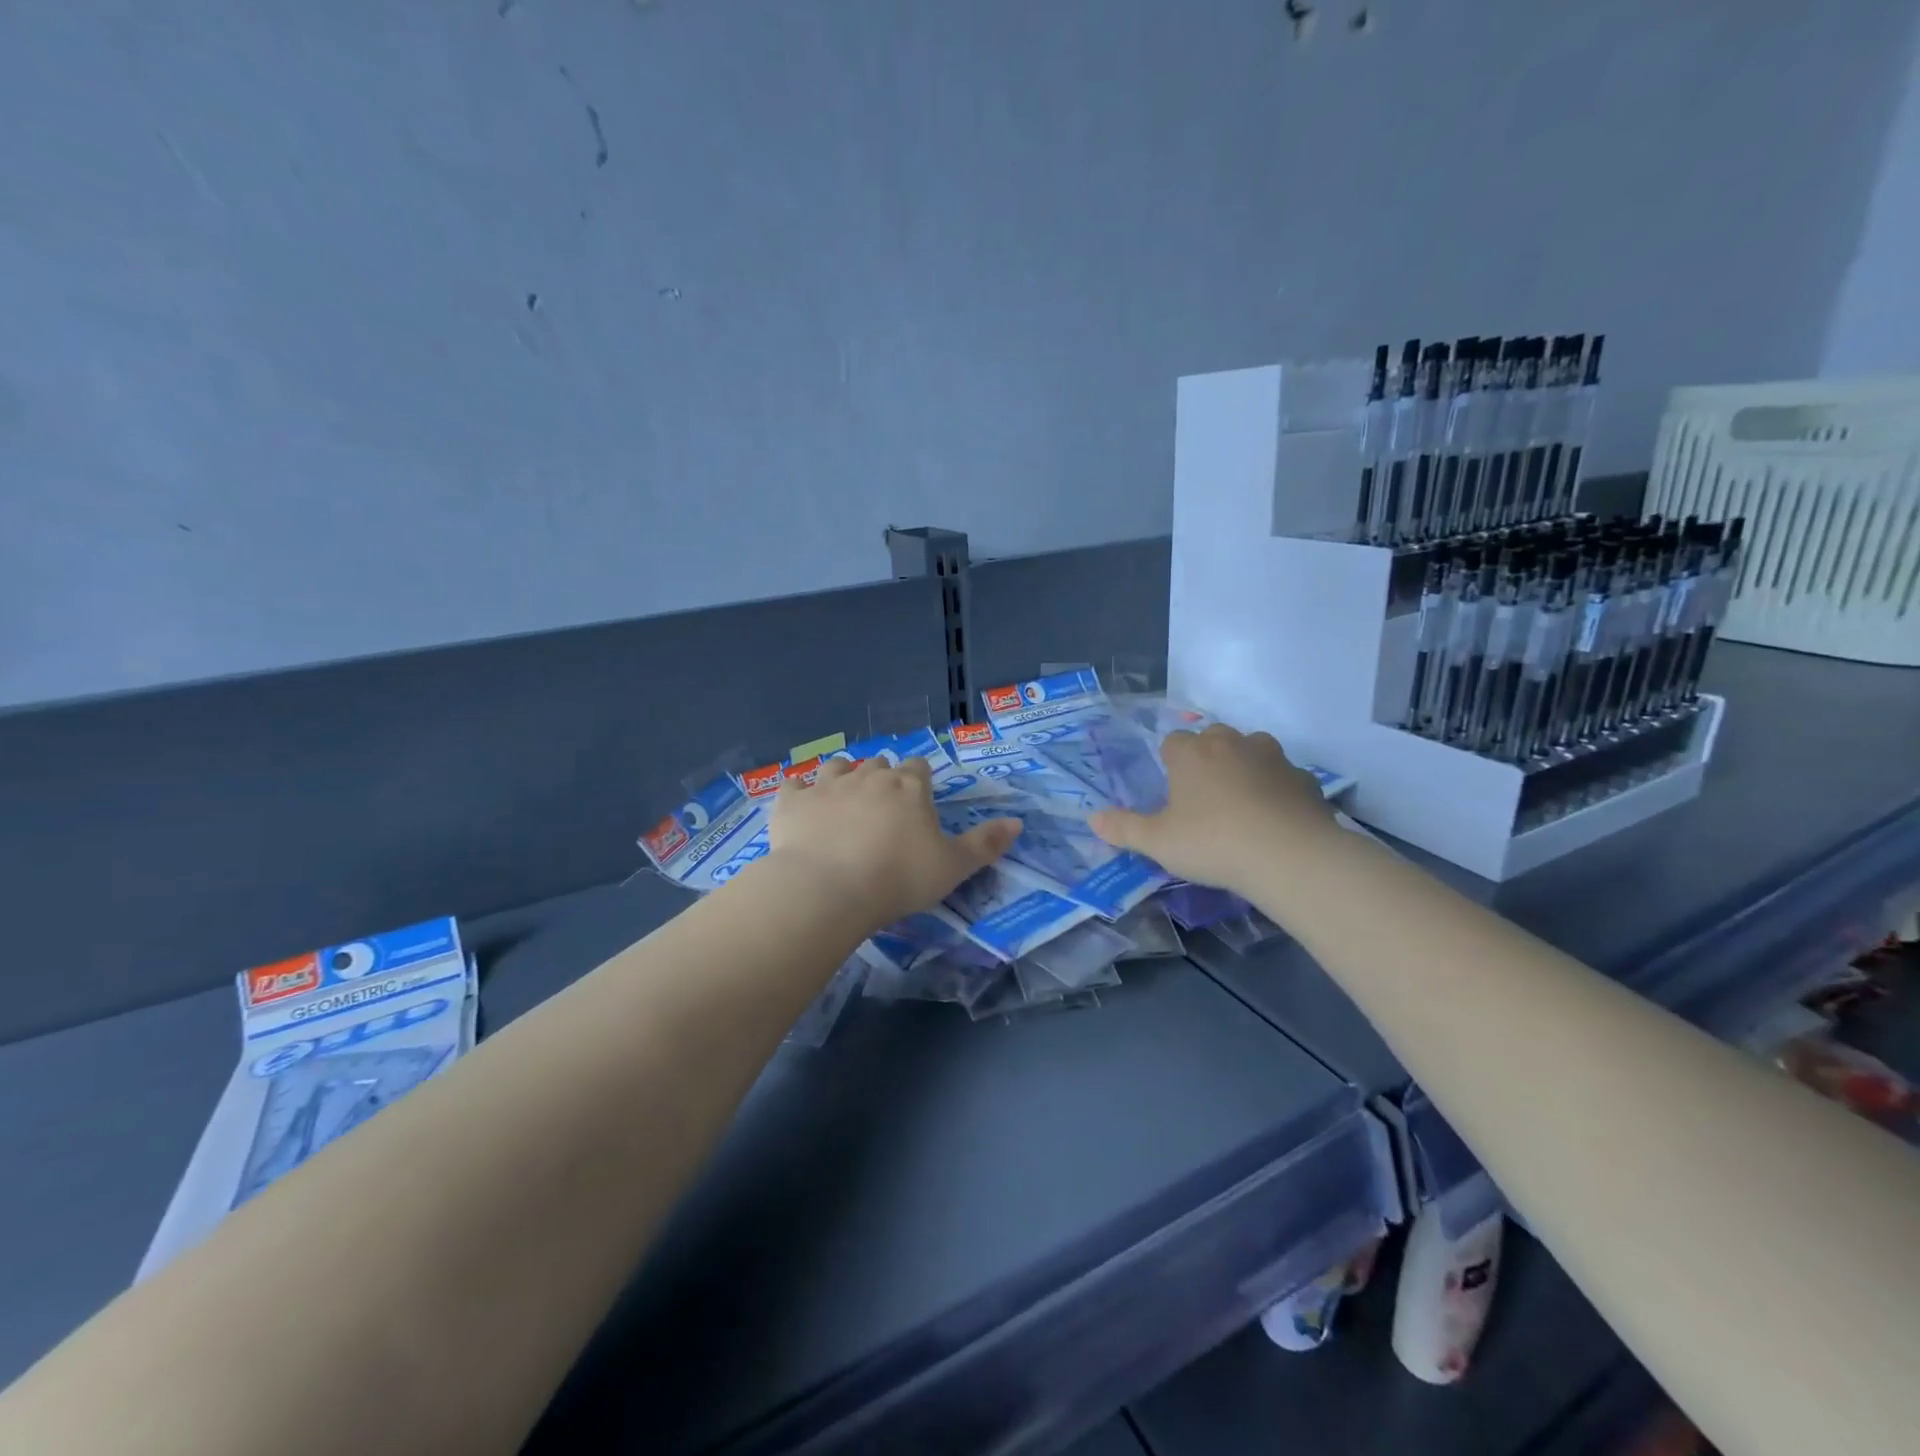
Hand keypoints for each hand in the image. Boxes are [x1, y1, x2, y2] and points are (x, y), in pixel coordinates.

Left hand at [769, 756, 1021, 930]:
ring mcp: (826, 785)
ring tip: (843, 801)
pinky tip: (801, 807)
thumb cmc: (899, 878)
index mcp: (909, 786)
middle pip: (878, 764)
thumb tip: (1017, 822)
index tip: (919, 802)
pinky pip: (793, 786)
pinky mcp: (791, 802)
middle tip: (883, 810)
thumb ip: (986, 843)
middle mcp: (868, 776)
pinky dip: (799, 793)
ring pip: (837, 766)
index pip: (919, 768)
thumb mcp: (954, 867)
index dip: (920, 781)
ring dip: (842, 777)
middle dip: (882, 779)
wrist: (829, 889)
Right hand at [1091, 724, 1336, 898]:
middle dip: (1207, 758)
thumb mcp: (1158, 842)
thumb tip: (1092, 818)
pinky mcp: (1304, 779)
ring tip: (1241, 804)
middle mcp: (1231, 743)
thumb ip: (1124, 828)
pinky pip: (1284, 778)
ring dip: (1245, 768)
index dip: (1170, 762)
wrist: (1290, 856)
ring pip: (1253, 751)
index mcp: (1192, 753)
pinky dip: (1277, 791)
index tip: (1171, 791)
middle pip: (1213, 738)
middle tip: (1203, 797)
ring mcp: (1273, 758)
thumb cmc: (1212, 842)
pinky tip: (1275, 820)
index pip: (1173, 741)